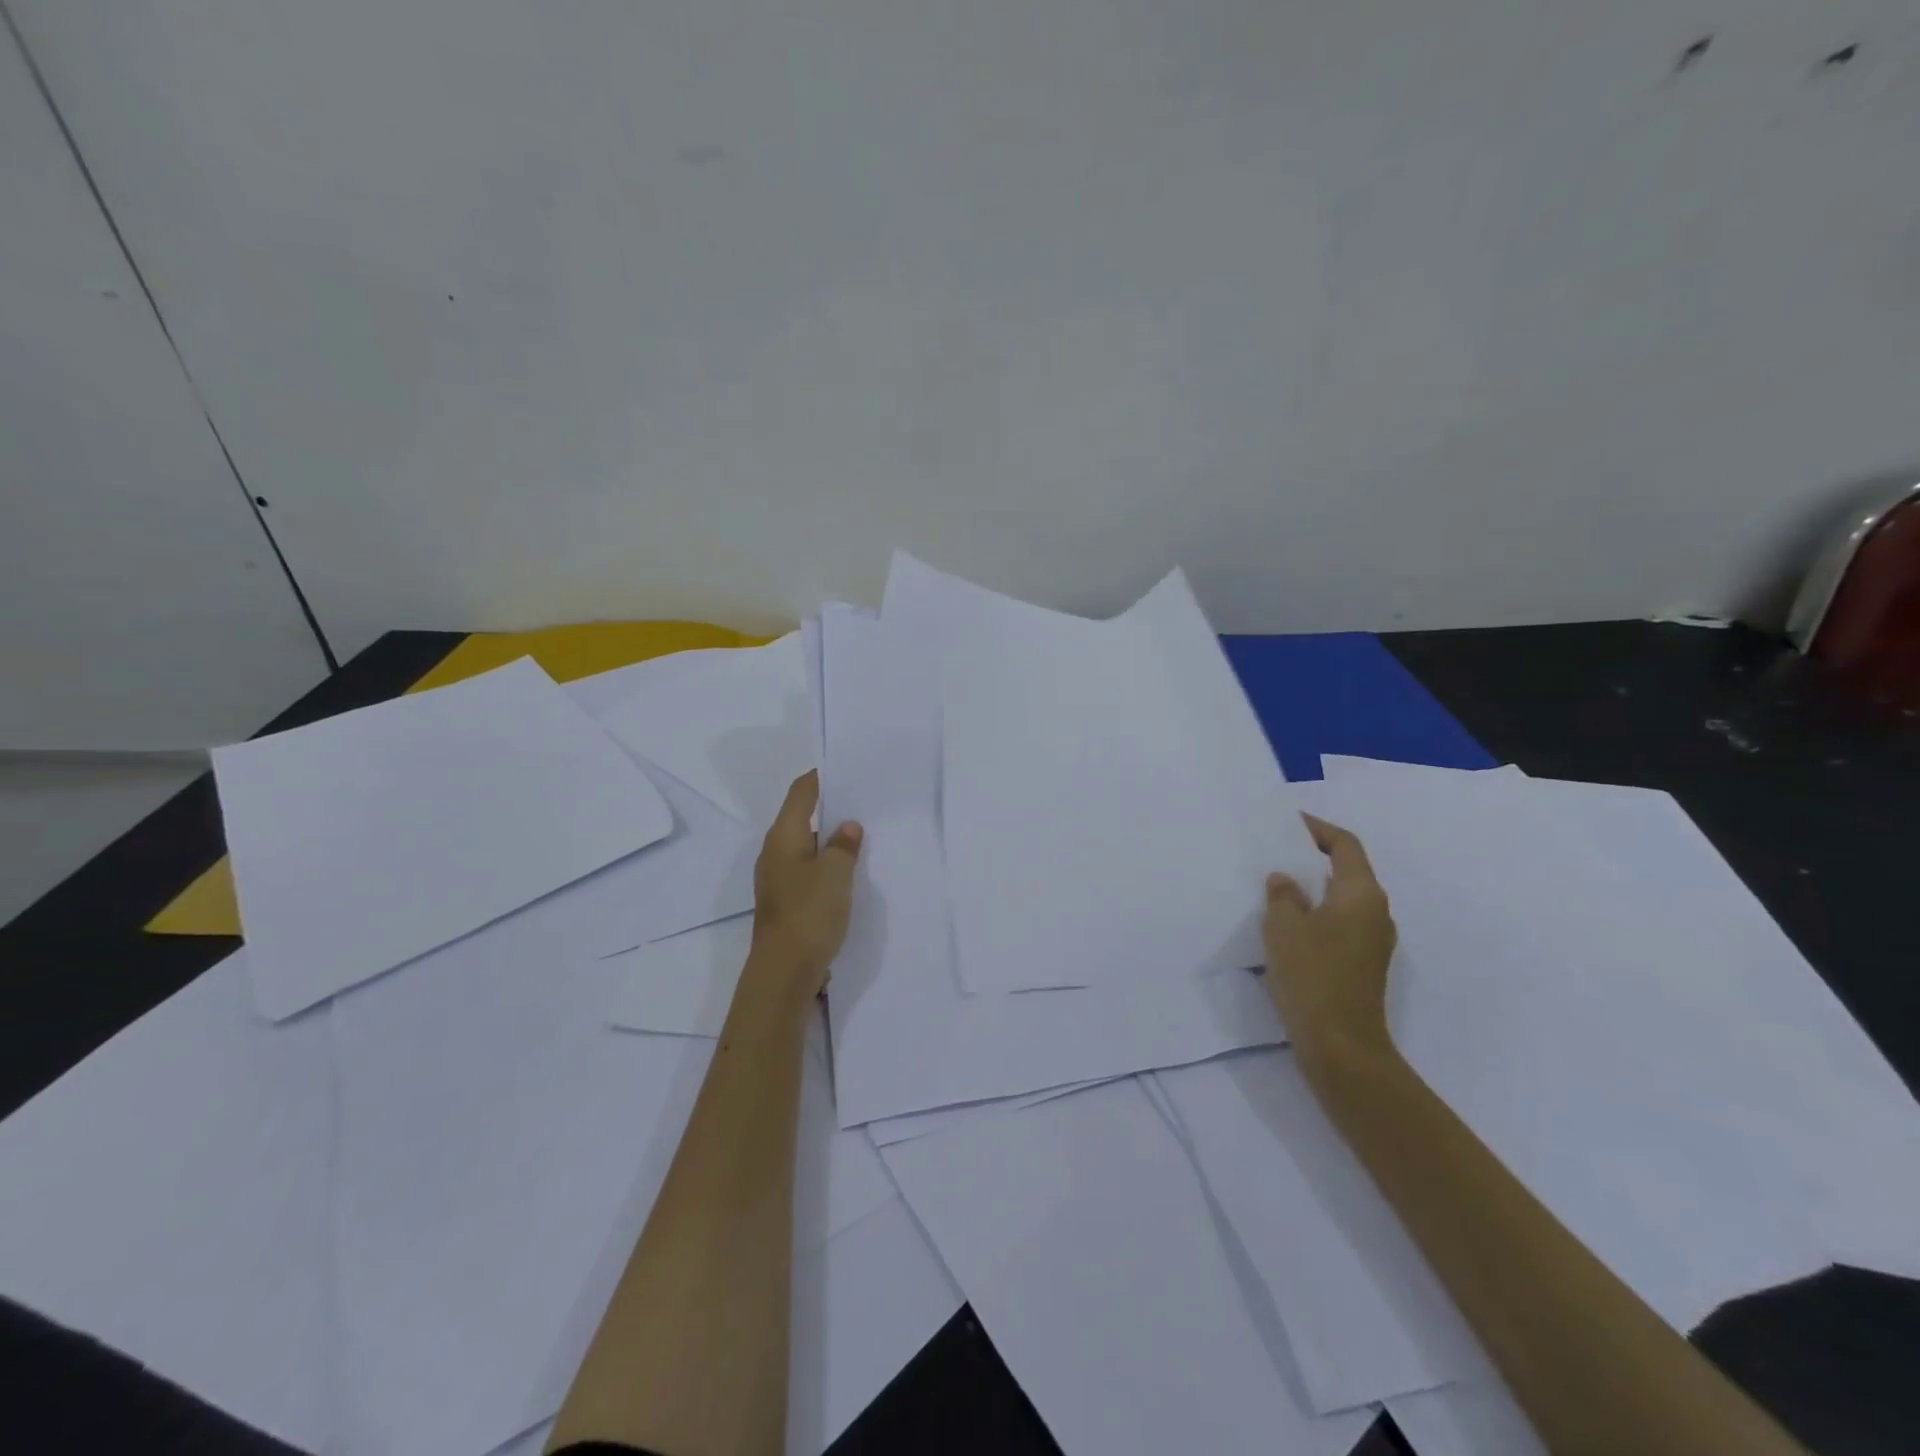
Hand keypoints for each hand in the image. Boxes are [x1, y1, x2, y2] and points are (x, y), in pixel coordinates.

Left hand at [749, 771, 862, 997]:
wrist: (784, 972)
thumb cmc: (809, 912)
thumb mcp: (835, 873)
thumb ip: (843, 844)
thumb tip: (847, 826)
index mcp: (783, 836)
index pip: (801, 792)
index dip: (821, 777)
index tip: (846, 768)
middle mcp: (775, 852)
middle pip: (801, 817)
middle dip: (830, 807)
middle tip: (863, 800)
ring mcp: (778, 878)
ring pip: (805, 845)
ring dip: (829, 838)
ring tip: (862, 832)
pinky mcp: (786, 900)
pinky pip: (808, 869)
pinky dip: (826, 862)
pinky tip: (849, 870)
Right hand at [1262, 813, 1397, 1080]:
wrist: (1341, 1045)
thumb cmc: (1312, 976)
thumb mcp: (1283, 927)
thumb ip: (1282, 896)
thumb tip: (1285, 881)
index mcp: (1361, 895)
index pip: (1345, 845)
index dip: (1318, 829)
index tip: (1290, 822)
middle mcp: (1376, 912)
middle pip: (1348, 870)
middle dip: (1314, 858)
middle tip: (1277, 852)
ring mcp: (1374, 941)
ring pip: (1344, 899)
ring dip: (1315, 888)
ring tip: (1278, 886)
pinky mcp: (1364, 963)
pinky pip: (1341, 922)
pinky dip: (1318, 912)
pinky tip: (1289, 923)